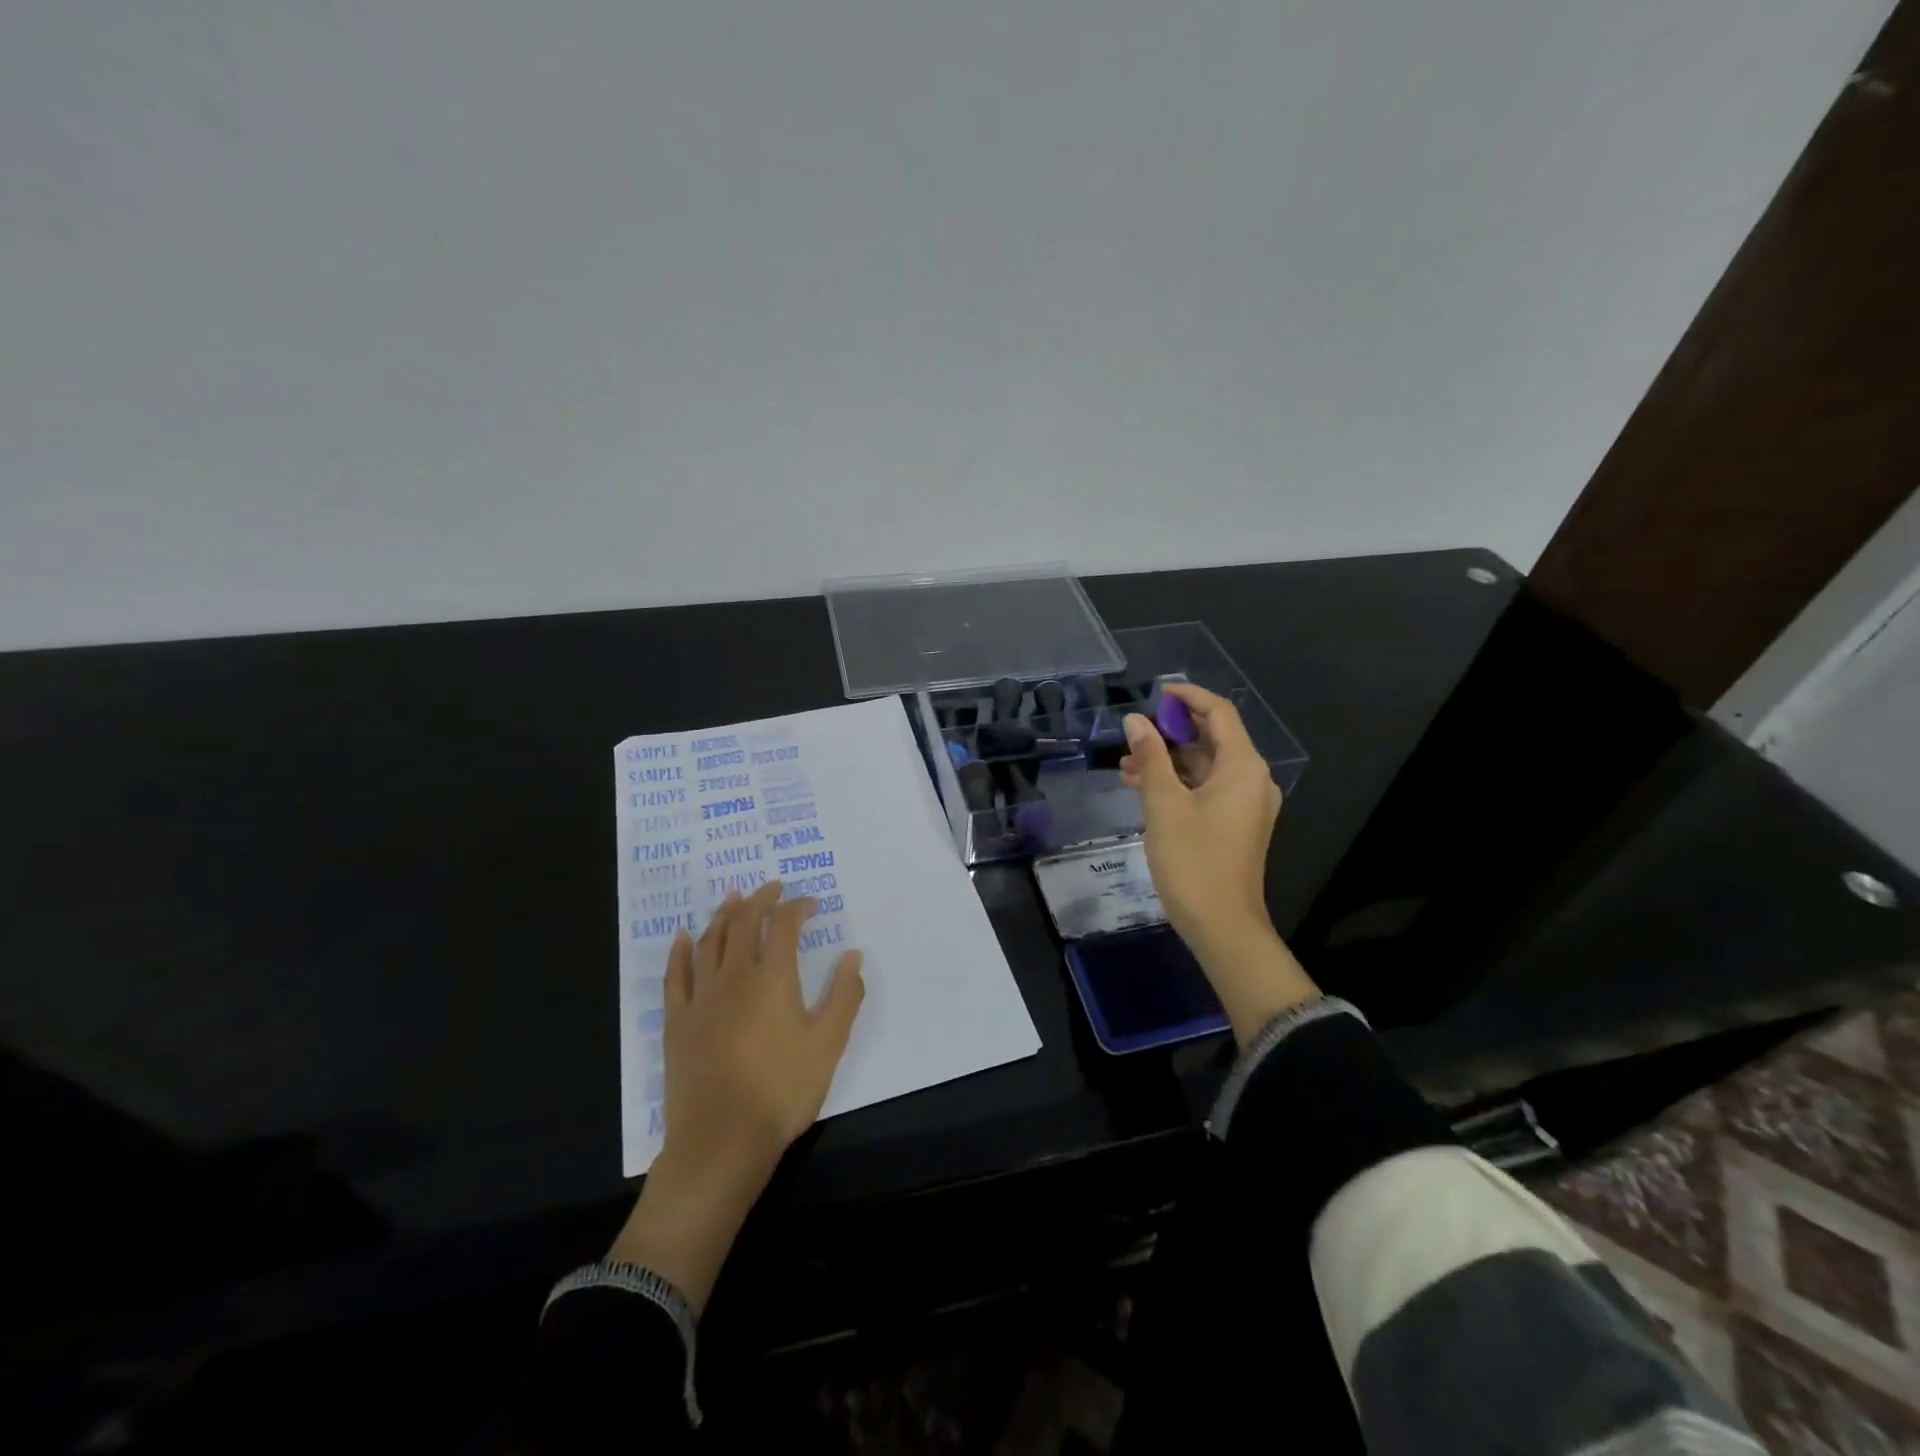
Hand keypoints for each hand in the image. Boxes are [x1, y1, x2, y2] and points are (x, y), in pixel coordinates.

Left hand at [608, 881, 864, 1310]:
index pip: (784, 925)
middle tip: (773, 888)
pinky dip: (680, 950)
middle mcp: (734, 976)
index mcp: (773, 978)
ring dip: (724, 914)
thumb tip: (854, 954)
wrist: (720, 1142)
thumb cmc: (782, 1092)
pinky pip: (675, 974)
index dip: (798, 906)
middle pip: (743, 922)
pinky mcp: (677, 1021)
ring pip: (710, 941)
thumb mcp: (828, 1046)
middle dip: (760, 900)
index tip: (811, 903)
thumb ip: (844, 996)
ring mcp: (701, 997)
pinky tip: (684, 936)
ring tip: (734, 898)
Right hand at [1120, 683, 1317, 1043]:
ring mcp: (1245, 803)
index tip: (1154, 693)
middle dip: (1170, 732)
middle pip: (1212, 738)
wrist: (1222, 927)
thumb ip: (1150, 757)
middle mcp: (1251, 779)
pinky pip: (1206, 788)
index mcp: (1243, 767)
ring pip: (1204, 766)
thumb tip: (1136, 721)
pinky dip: (1178, 783)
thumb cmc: (1193, 861)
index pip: (1218, 712)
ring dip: (1168, 760)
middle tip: (1132, 735)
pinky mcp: (1235, 824)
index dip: (1187, 696)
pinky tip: (1142, 788)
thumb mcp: (1164, 804)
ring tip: (1126, 766)